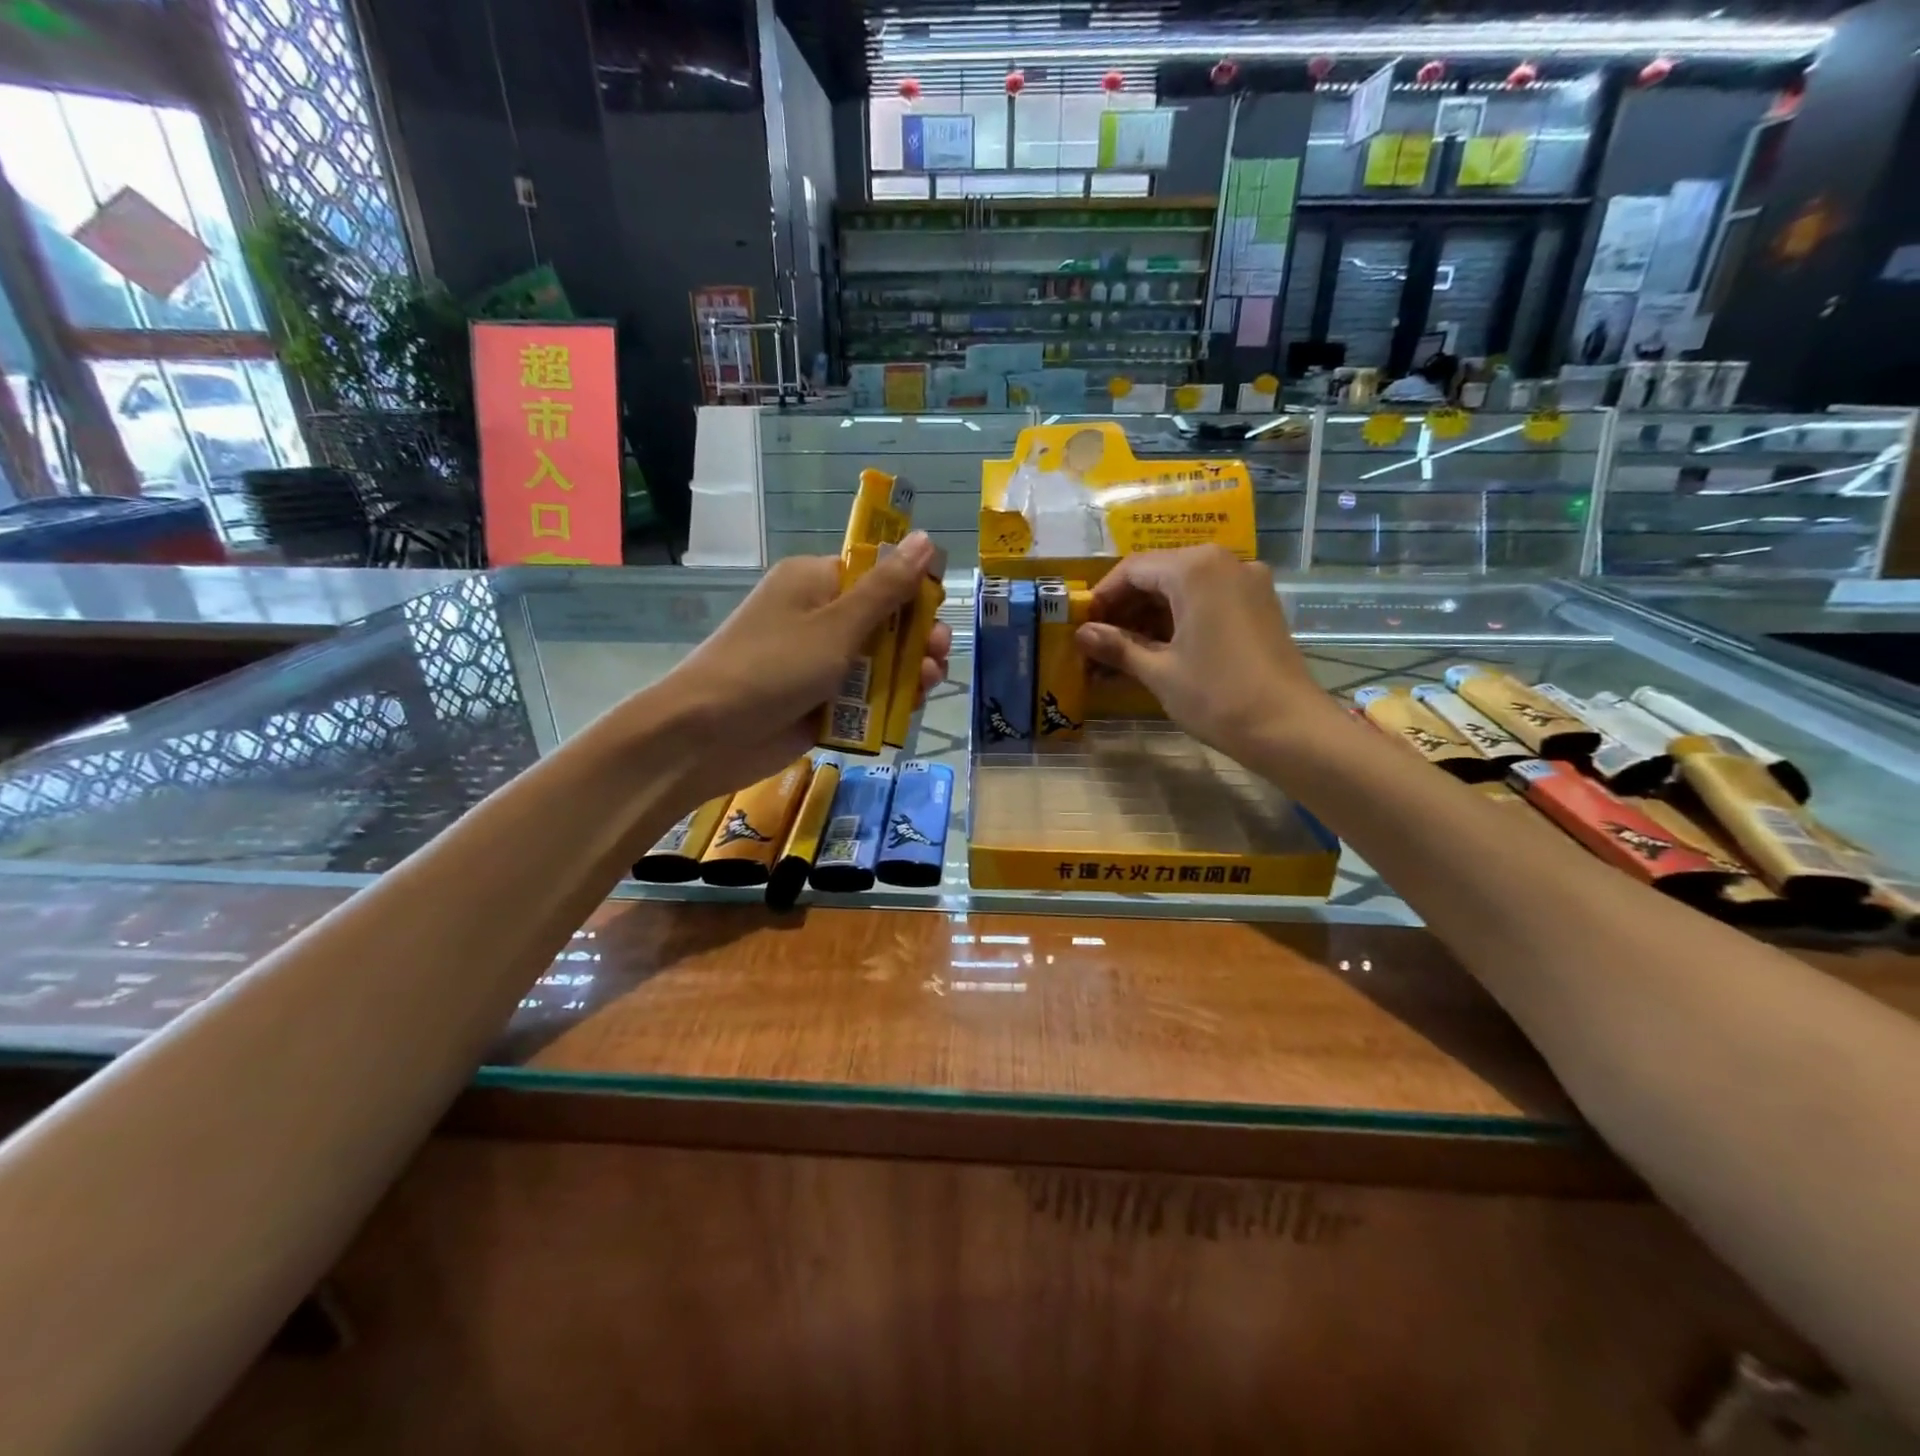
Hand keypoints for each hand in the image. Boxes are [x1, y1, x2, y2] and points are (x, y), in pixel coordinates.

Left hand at [659, 532, 950, 796]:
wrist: (707, 735)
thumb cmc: (773, 667)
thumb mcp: (837, 625)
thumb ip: (886, 589)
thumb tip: (925, 539)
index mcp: (816, 582)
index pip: (877, 574)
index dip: (913, 590)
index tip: (938, 611)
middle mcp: (819, 617)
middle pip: (884, 620)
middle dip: (916, 637)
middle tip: (937, 654)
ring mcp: (820, 662)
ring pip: (880, 661)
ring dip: (908, 670)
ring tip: (928, 683)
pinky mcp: (821, 701)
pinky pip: (865, 696)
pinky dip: (888, 701)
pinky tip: (909, 708)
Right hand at [1075, 546, 1332, 759]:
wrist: (1289, 729)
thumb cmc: (1217, 696)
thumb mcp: (1158, 672)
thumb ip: (1117, 647)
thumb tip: (1082, 635)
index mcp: (1195, 569)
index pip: (1134, 569)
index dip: (1103, 597)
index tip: (1082, 626)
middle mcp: (1224, 563)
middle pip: (1160, 574)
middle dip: (1126, 607)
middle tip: (1099, 642)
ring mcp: (1247, 583)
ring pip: (1184, 589)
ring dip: (1151, 616)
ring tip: (1122, 653)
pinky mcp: (1259, 605)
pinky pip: (1208, 601)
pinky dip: (1180, 620)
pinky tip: (1158, 651)